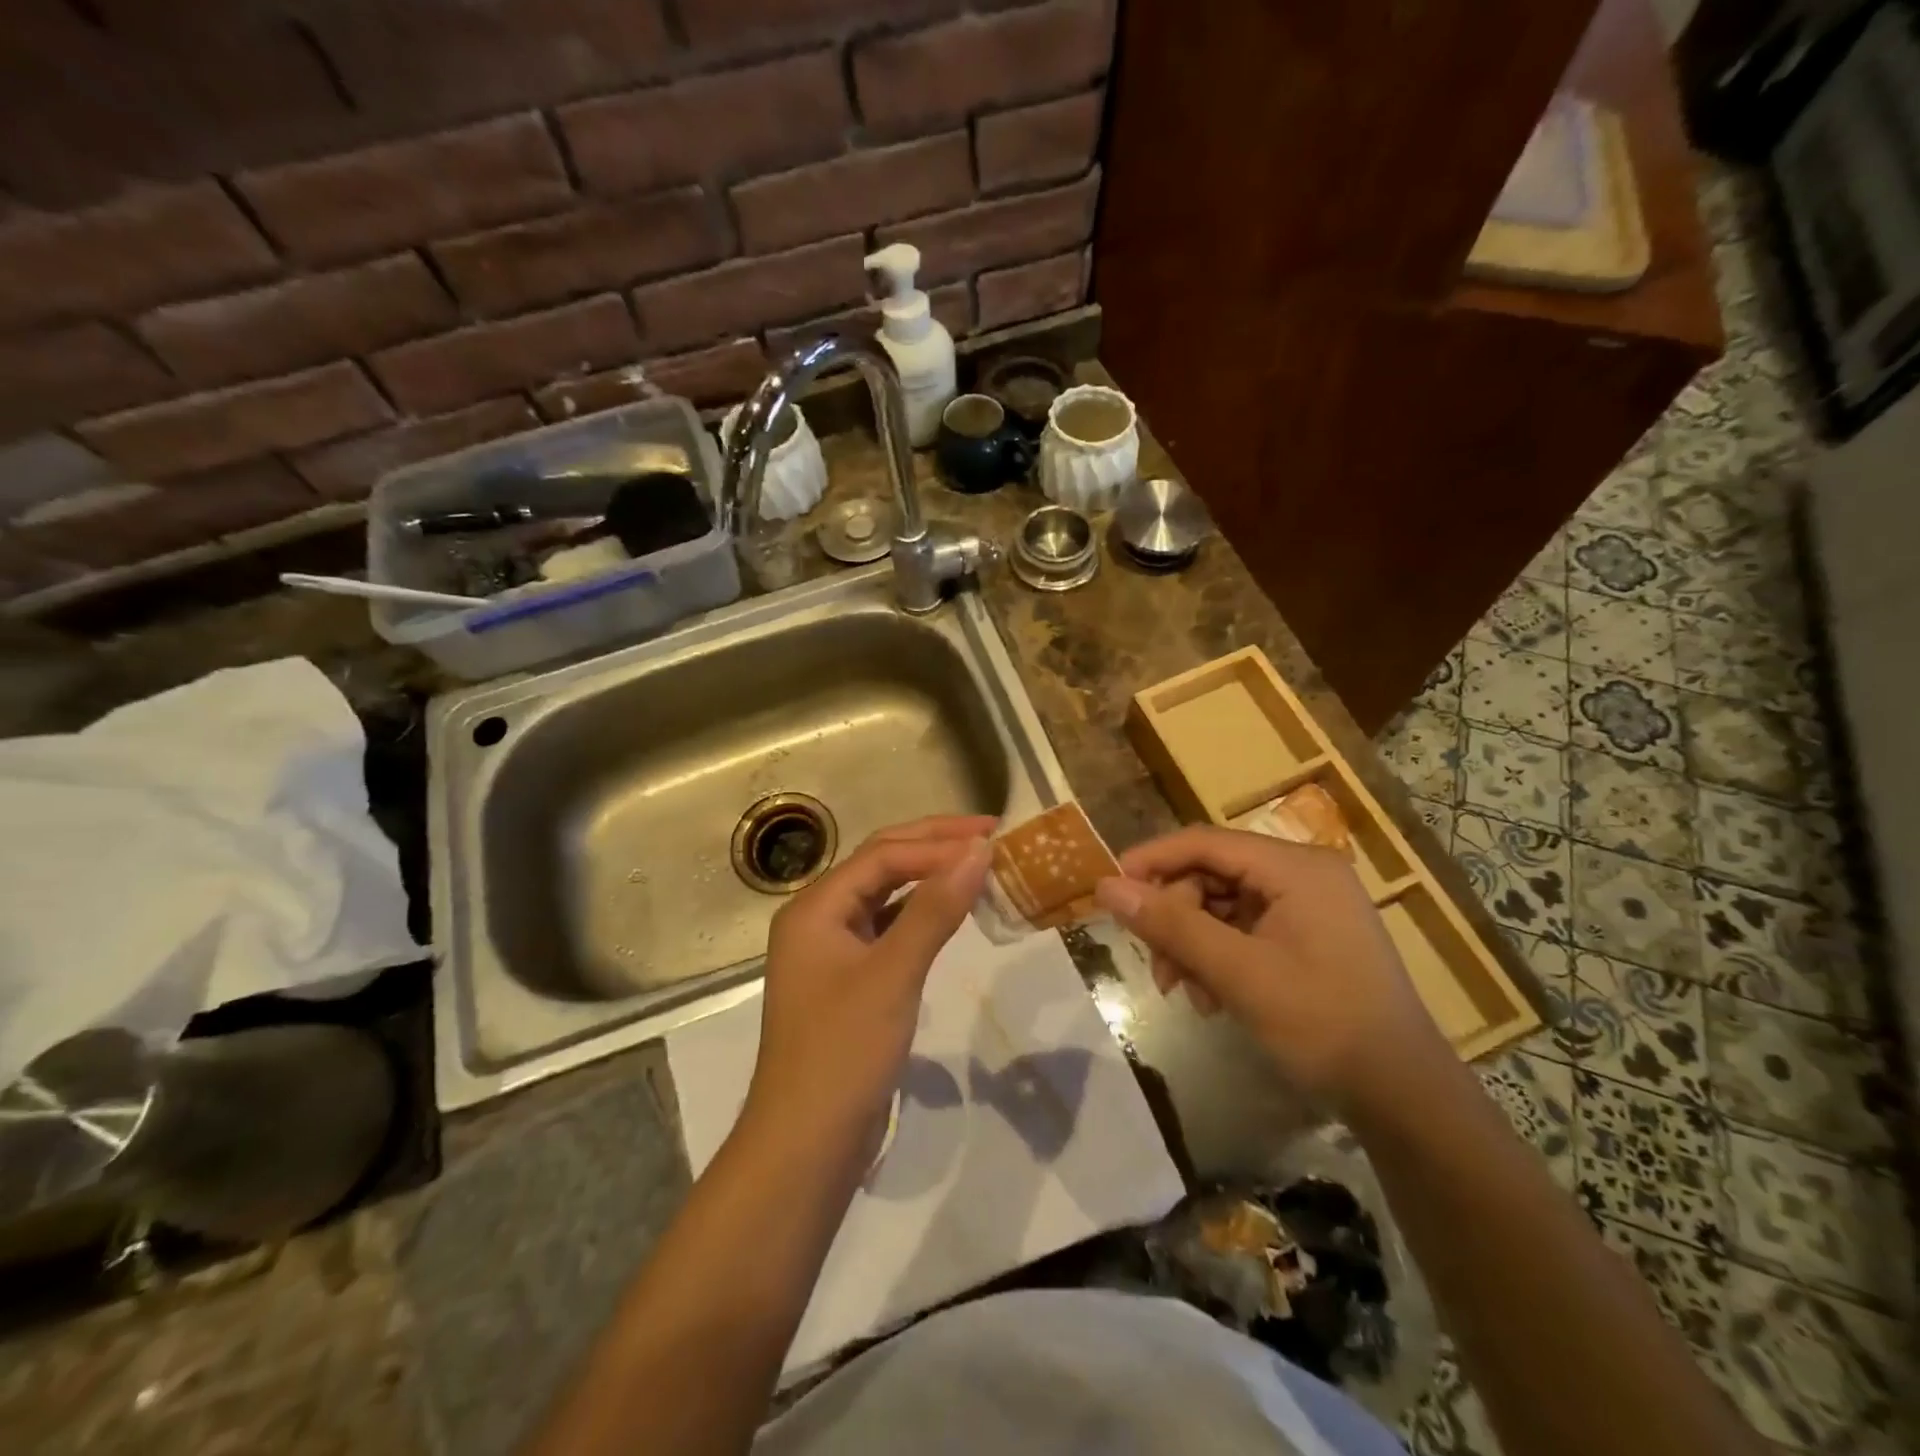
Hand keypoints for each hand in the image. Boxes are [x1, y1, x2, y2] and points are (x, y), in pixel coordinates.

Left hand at [744, 815, 993, 1157]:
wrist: (806, 1144)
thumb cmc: (844, 1052)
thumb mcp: (893, 974)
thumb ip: (934, 910)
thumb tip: (978, 852)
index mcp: (815, 907)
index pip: (883, 854)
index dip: (938, 842)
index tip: (992, 838)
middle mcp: (818, 918)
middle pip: (880, 864)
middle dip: (933, 845)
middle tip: (989, 834)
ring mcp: (831, 950)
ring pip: (884, 895)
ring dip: (928, 877)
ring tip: (976, 864)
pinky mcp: (848, 980)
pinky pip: (887, 929)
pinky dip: (920, 915)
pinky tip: (950, 912)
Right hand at [1094, 826, 1449, 1111]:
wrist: (1402, 1096)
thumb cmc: (1322, 1023)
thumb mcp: (1238, 972)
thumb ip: (1170, 925)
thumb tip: (1106, 886)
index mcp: (1296, 867)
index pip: (1206, 842)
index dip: (1153, 860)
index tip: (1110, 888)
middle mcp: (1303, 874)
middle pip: (1211, 875)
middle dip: (1176, 919)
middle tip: (1157, 967)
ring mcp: (1307, 906)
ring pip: (1221, 906)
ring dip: (1193, 944)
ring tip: (1184, 992)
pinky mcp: (1306, 936)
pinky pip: (1243, 930)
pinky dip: (1217, 957)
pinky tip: (1211, 997)